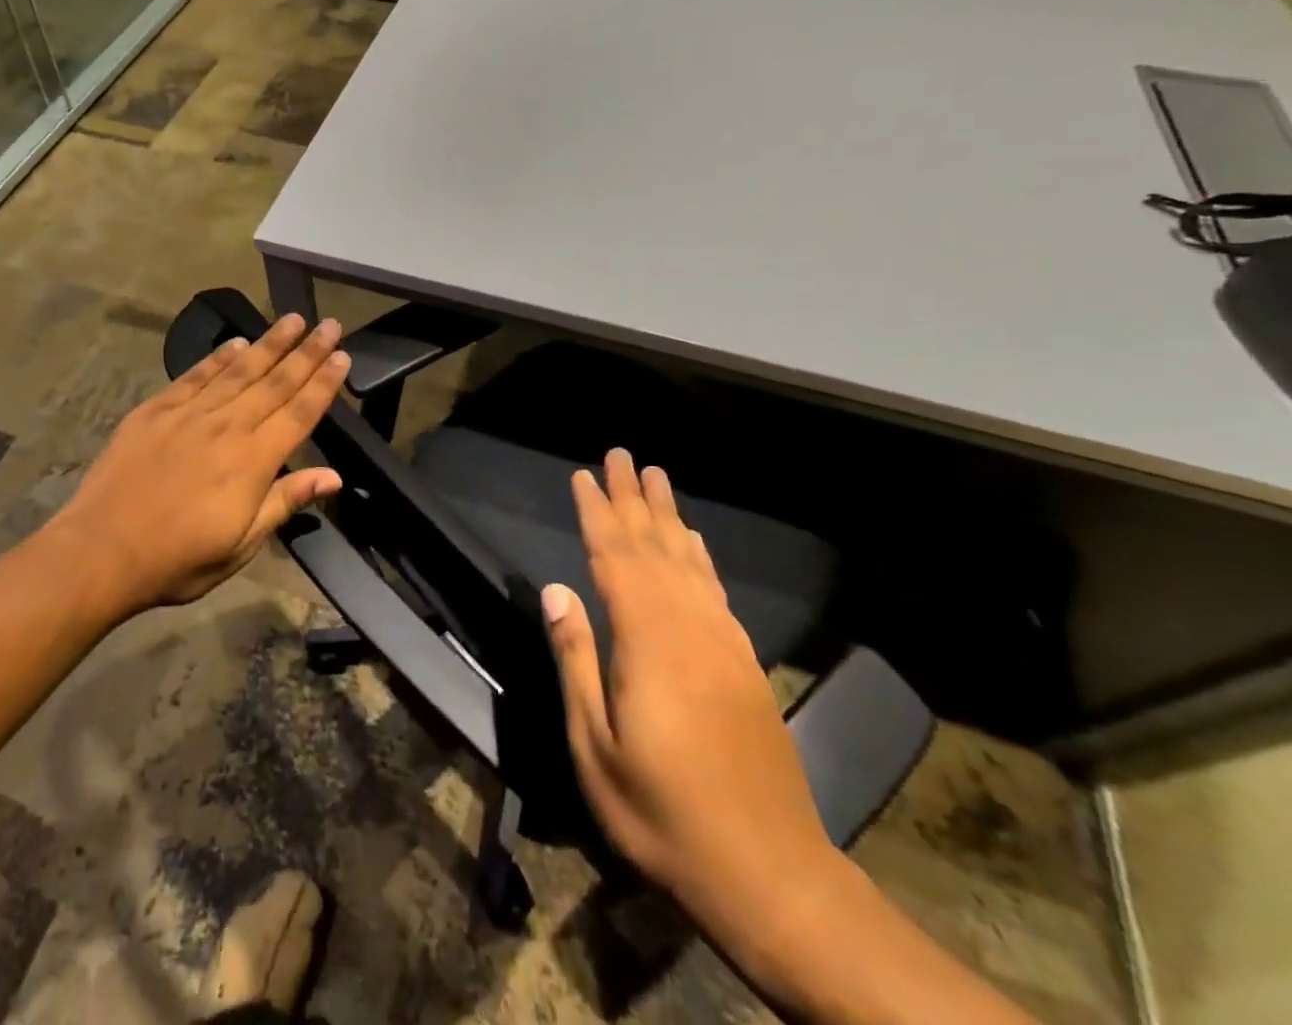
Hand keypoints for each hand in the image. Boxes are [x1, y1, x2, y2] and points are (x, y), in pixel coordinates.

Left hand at [55, 313, 349, 614]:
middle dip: (307, 352)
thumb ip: (285, 502)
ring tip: (292, 320)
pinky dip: (218, 357)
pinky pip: (194, 376)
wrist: (101, 551)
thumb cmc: (178, 559)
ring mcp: (189, 414)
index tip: (343, 356)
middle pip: (276, 382)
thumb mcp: (241, 545)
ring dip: (270, 343)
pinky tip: (237, 343)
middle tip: (330, 324)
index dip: (324, 384)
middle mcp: (227, 426)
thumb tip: (334, 476)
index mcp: (253, 461)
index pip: (299, 413)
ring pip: (239, 370)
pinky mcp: (156, 410)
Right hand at [544, 450, 834, 914]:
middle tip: (621, 454)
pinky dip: (700, 555)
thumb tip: (556, 590)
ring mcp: (724, 643)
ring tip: (656, 477)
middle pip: (655, 546)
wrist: (771, 873)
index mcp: (648, 642)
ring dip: (669, 515)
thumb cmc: (662, 812)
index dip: (597, 513)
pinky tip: (693, 541)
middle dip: (634, 498)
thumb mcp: (595, 746)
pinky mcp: (745, 663)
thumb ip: (576, 660)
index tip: (584, 475)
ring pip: (689, 560)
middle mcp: (689, 627)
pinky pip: (716, 589)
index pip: (614, 558)